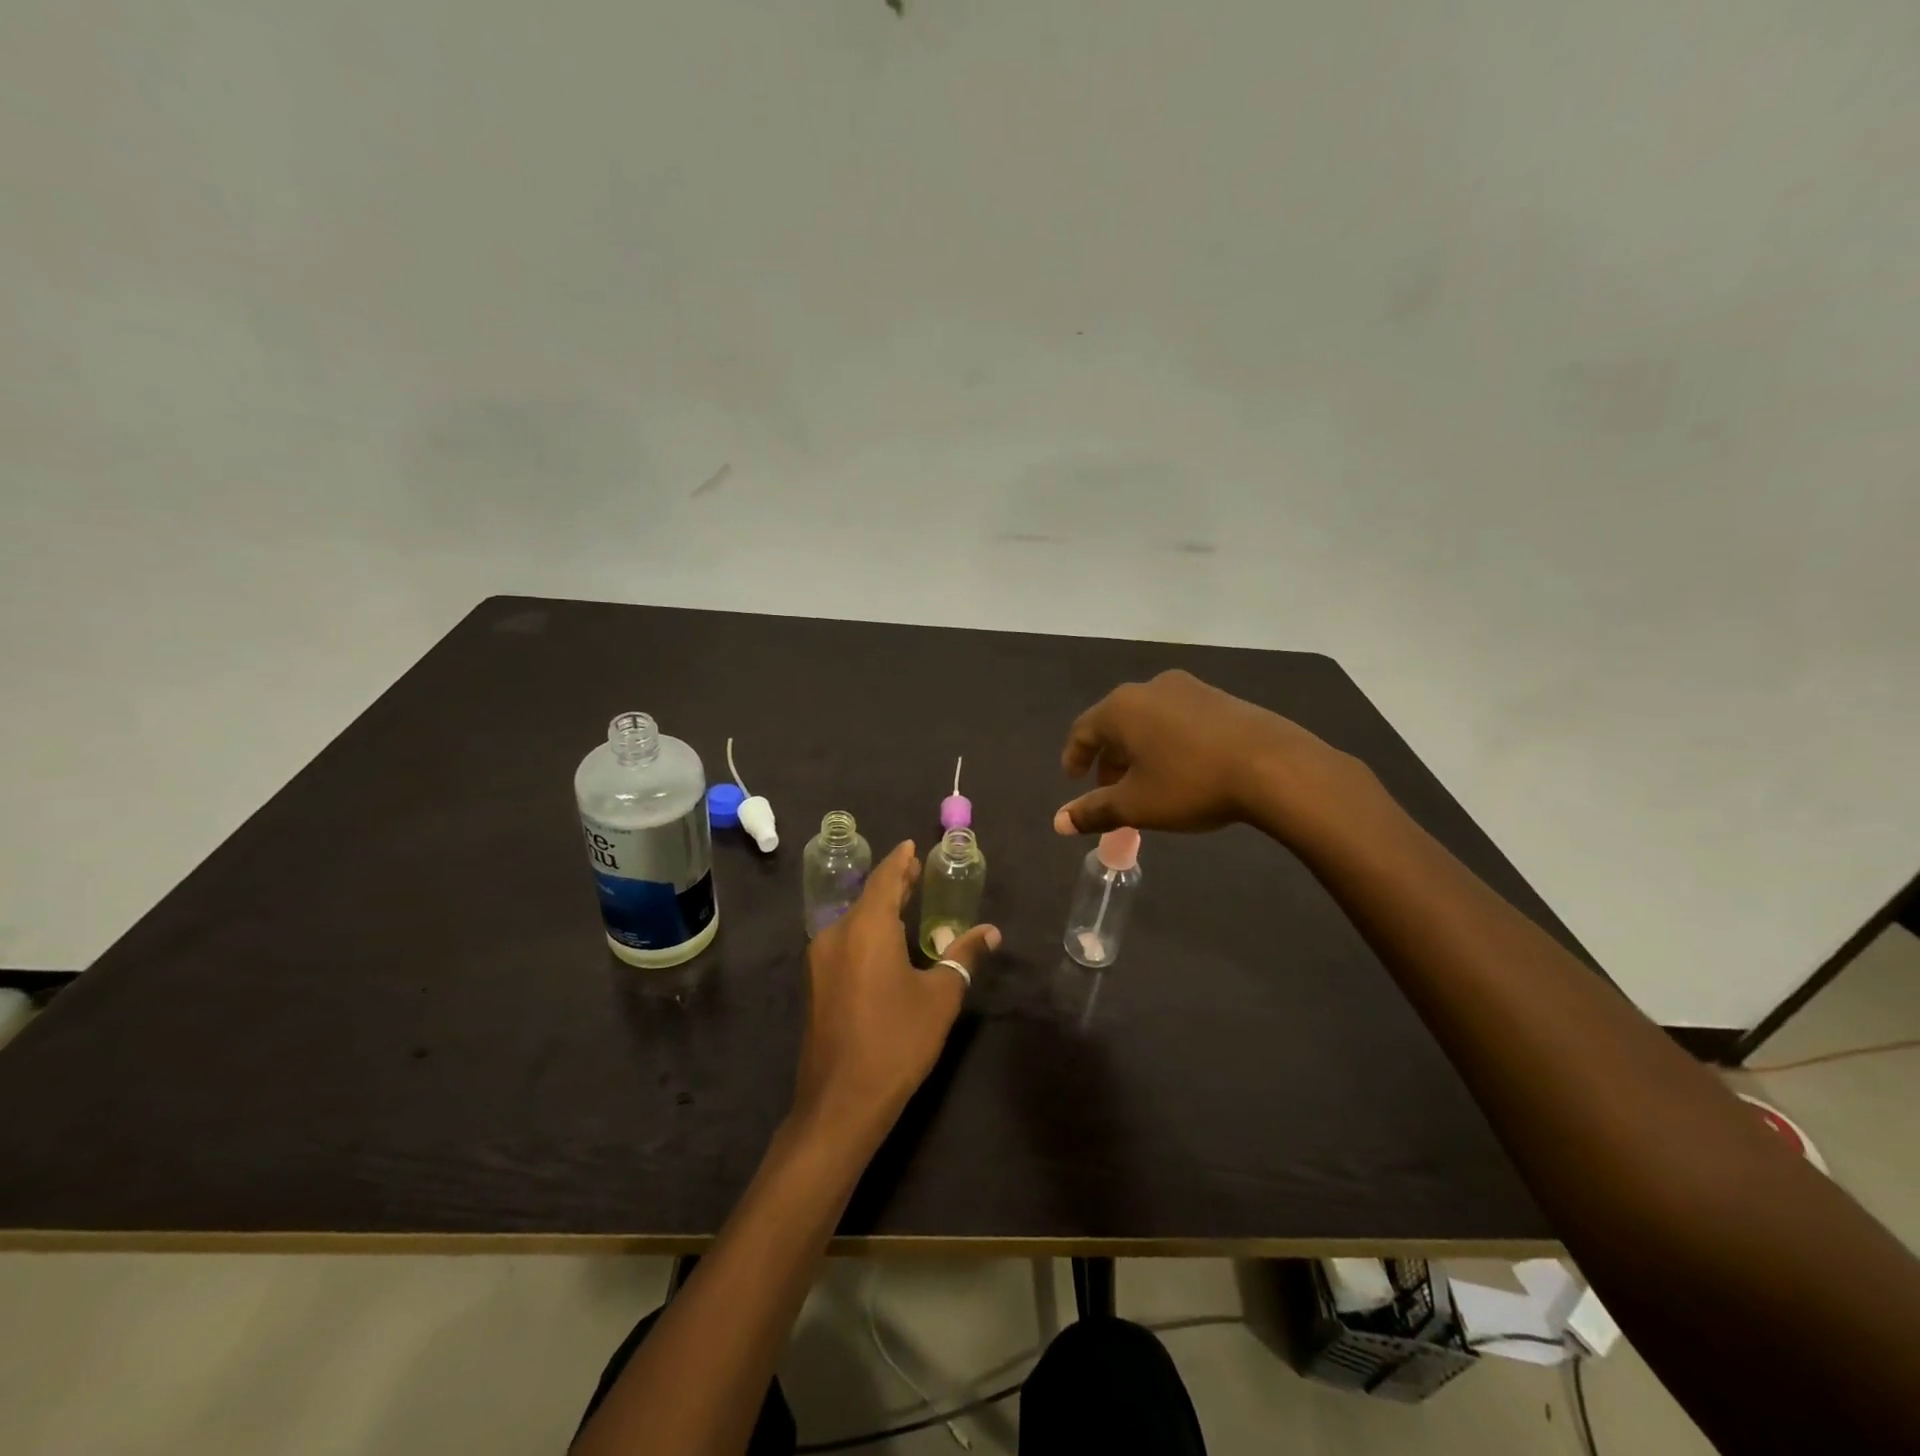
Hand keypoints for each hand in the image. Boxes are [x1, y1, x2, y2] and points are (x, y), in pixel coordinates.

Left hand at [792, 841, 999, 1148]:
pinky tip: (885, 942)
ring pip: (854, 920)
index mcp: (866, 928)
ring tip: (906, 902)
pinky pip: (845, 942)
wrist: (841, 1101)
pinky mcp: (816, 985)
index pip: (884, 878)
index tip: (913, 845)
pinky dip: (867, 931)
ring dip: (879, 908)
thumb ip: (963, 957)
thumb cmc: (897, 1041)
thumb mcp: (940, 996)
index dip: (900, 860)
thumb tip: (990, 932)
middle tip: (917, 870)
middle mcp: (836, 934)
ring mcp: (820, 961)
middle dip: (893, 883)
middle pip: (867, 897)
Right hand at [1055, 669, 1361, 836]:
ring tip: (1146, 782)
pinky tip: (1183, 768)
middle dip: (1108, 757)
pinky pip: (1178, 718)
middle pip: (1116, 723)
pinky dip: (1167, 742)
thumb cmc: (1191, 783)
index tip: (1074, 780)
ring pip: (1148, 720)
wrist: (1274, 766)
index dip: (1074, 757)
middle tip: (1109, 789)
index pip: (1083, 730)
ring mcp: (1189, 688)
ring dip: (1139, 750)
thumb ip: (1094, 811)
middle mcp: (1150, 688)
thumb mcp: (1137, 805)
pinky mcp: (1220, 698)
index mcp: (1121, 708)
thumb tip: (1058, 822)